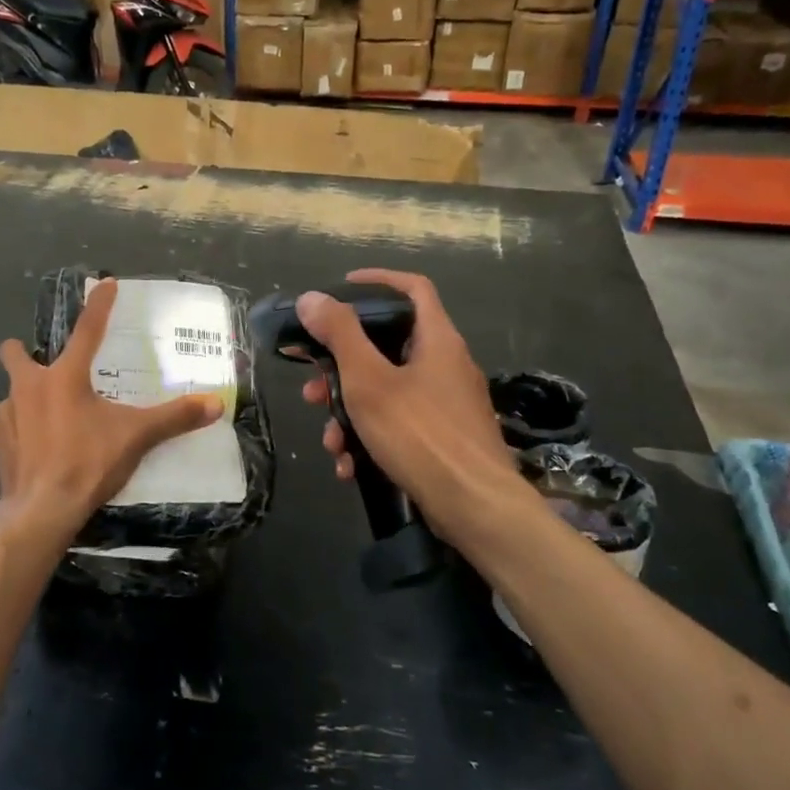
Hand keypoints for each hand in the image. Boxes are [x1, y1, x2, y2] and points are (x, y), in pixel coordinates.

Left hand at [0, 279, 222, 549]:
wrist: (40, 511)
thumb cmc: (87, 463)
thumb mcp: (136, 437)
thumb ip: (174, 418)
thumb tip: (216, 403)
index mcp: (64, 376)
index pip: (87, 330)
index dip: (99, 305)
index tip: (105, 283)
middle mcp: (28, 386)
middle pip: (16, 352)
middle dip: (25, 351)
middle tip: (50, 369)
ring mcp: (6, 414)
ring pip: (13, 393)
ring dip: (29, 399)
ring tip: (51, 421)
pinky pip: (6, 426)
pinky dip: (19, 431)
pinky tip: (35, 449)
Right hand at [299, 269, 522, 538]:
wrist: (476, 509)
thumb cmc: (421, 435)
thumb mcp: (369, 381)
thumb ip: (340, 336)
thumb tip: (313, 298)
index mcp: (437, 340)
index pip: (413, 288)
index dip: (377, 280)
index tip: (341, 289)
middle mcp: (446, 365)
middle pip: (388, 347)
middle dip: (342, 367)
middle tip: (313, 386)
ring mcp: (447, 404)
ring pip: (388, 392)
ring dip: (350, 412)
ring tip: (328, 441)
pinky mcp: (445, 438)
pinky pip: (400, 425)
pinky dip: (371, 439)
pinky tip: (348, 466)